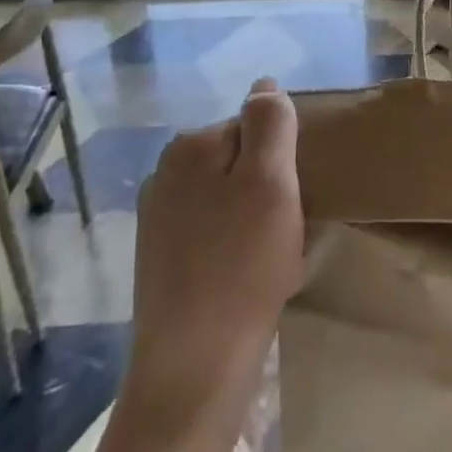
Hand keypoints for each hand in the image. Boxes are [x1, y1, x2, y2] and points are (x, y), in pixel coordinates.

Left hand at [130, 79, 303, 415]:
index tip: (292, 199)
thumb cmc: (242, 267)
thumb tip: (265, 85)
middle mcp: (166, 174)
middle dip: (269, 188)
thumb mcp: (270, 183)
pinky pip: (215, 231)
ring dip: (257, 218)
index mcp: (190, 148)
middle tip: (285, 230)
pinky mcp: (162, 257)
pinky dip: (238, 245)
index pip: (254, 127)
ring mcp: (160, 218)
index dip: (282, 161)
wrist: (195, 366)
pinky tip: (249, 276)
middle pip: (240, 160)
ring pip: (230, 198)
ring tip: (271, 257)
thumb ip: (270, 124)